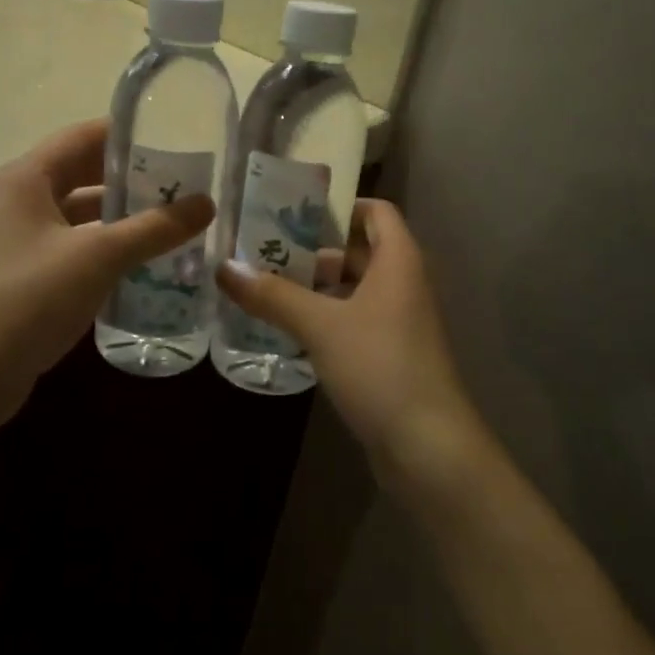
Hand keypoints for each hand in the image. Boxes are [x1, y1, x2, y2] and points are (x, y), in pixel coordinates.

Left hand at [0, 119, 212, 432]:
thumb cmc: (28, 299)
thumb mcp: (98, 257)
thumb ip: (154, 228)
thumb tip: (206, 204)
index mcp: (24, 178)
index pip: (82, 136)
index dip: (128, 135)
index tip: (175, 141)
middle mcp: (16, 200)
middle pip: (81, 174)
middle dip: (131, 179)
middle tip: (183, 186)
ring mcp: (16, 240)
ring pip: (78, 215)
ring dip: (120, 218)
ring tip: (172, 223)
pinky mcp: (21, 276)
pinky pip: (71, 248)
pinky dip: (104, 249)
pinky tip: (141, 264)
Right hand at [217, 201, 484, 482]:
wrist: (429, 447)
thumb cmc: (380, 367)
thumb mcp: (321, 326)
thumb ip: (273, 295)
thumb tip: (225, 267)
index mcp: (399, 261)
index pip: (376, 212)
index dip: (339, 207)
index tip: (293, 212)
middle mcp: (404, 284)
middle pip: (359, 251)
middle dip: (314, 251)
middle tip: (264, 252)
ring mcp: (400, 322)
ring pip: (354, 289)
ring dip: (316, 288)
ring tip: (266, 289)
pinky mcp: (392, 355)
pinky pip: (355, 321)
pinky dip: (326, 318)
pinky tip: (289, 329)